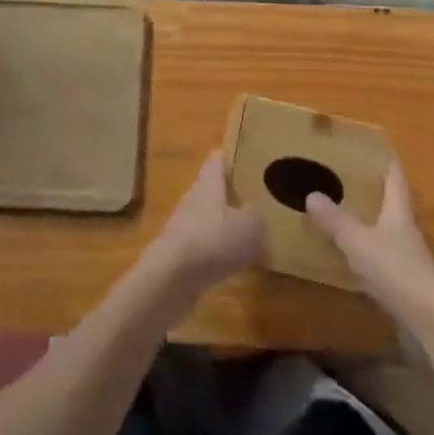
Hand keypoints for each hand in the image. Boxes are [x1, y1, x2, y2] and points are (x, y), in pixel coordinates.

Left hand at [144, 152, 263, 295]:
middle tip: (261, 199)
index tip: (252, 158)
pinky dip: (222, 252)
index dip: (234, 156)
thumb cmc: (214, 239)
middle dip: (235, 194)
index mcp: (209, 182)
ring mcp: (185, 226)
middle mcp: (194, 198)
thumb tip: (257, 214)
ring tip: (255, 234)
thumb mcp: (250, 225)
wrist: (172, 278)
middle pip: (215, 189)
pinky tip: (240, 264)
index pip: (219, 159)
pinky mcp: (182, 253)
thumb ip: (257, 216)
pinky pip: (207, 246)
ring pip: (211, 218)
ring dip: (228, 225)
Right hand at [306, 162, 433, 328]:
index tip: (371, 144)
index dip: (385, 158)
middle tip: (345, 174)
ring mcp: (408, 253)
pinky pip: (383, 250)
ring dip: (369, 216)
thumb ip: (335, 219)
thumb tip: (312, 194)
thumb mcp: (357, 241)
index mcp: (398, 209)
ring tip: (343, 208)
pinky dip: (368, 244)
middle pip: (392, 199)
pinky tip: (351, 249)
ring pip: (387, 225)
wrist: (429, 319)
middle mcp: (406, 226)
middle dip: (372, 186)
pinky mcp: (405, 277)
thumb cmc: (395, 269)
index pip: (394, 175)